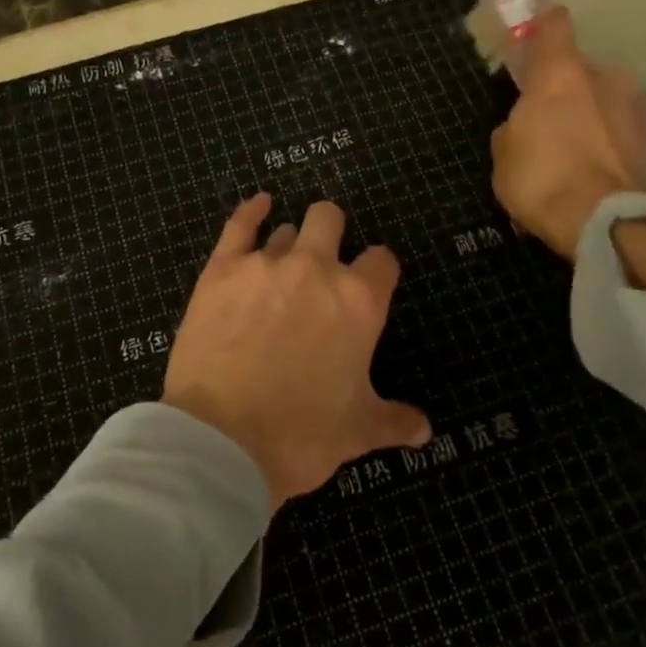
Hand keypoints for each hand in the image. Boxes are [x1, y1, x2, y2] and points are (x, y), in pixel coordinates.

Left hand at [162, 195, 431, 509]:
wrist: (223, 441)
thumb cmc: (301, 436)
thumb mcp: (358, 431)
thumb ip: (394, 420)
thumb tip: (424, 429)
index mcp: (359, 301)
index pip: (382, 260)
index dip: (378, 270)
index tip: (370, 284)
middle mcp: (316, 269)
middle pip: (330, 219)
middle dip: (333, 233)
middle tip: (325, 263)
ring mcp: (265, 264)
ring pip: (286, 229)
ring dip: (291, 242)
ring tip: (284, 265)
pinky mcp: (222, 268)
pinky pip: (239, 224)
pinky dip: (251, 211)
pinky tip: (259, 205)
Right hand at [489, 9, 645, 259]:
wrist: (612, 226)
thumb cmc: (543, 181)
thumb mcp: (504, 154)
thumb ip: (515, 127)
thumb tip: (526, 125)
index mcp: (561, 74)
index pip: (555, 26)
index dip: (544, 28)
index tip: (538, 35)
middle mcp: (609, 78)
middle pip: (585, 72)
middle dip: (572, 91)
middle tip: (555, 123)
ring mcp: (644, 109)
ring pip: (614, 102)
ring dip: (600, 118)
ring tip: (585, 154)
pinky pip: (634, 135)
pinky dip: (621, 147)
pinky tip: (608, 175)